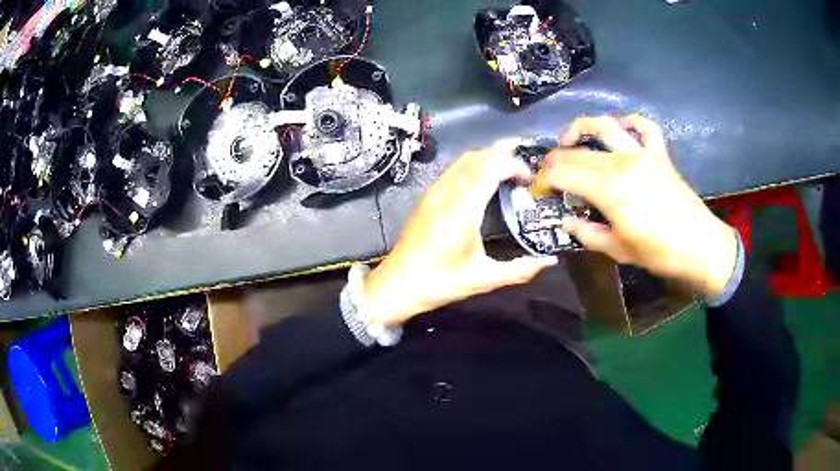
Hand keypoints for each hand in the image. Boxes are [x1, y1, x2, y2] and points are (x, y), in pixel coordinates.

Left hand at [363, 141, 557, 325]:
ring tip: (510, 164)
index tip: (530, 176)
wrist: (397, 284)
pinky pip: (454, 169)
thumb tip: (550, 261)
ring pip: (463, 160)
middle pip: (477, 157)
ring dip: (488, 155)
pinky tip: (485, 176)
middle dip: (503, 153)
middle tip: (526, 161)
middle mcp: (447, 194)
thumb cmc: (440, 283)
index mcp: (462, 210)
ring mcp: (434, 192)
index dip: (513, 165)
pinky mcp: (428, 197)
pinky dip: (474, 164)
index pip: (490, 169)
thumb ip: (520, 270)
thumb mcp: (483, 279)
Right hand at [545, 115, 737, 298]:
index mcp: (608, 188)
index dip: (544, 180)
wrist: (699, 245)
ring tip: (570, 140)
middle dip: (555, 160)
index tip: (539, 192)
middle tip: (549, 175)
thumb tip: (567, 221)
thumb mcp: (617, 250)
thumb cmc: (658, 252)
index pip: (562, 172)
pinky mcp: (659, 153)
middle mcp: (621, 161)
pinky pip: (643, 126)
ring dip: (580, 128)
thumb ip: (587, 233)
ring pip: (604, 125)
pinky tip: (620, 130)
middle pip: (577, 150)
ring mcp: (642, 152)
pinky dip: (629, 122)